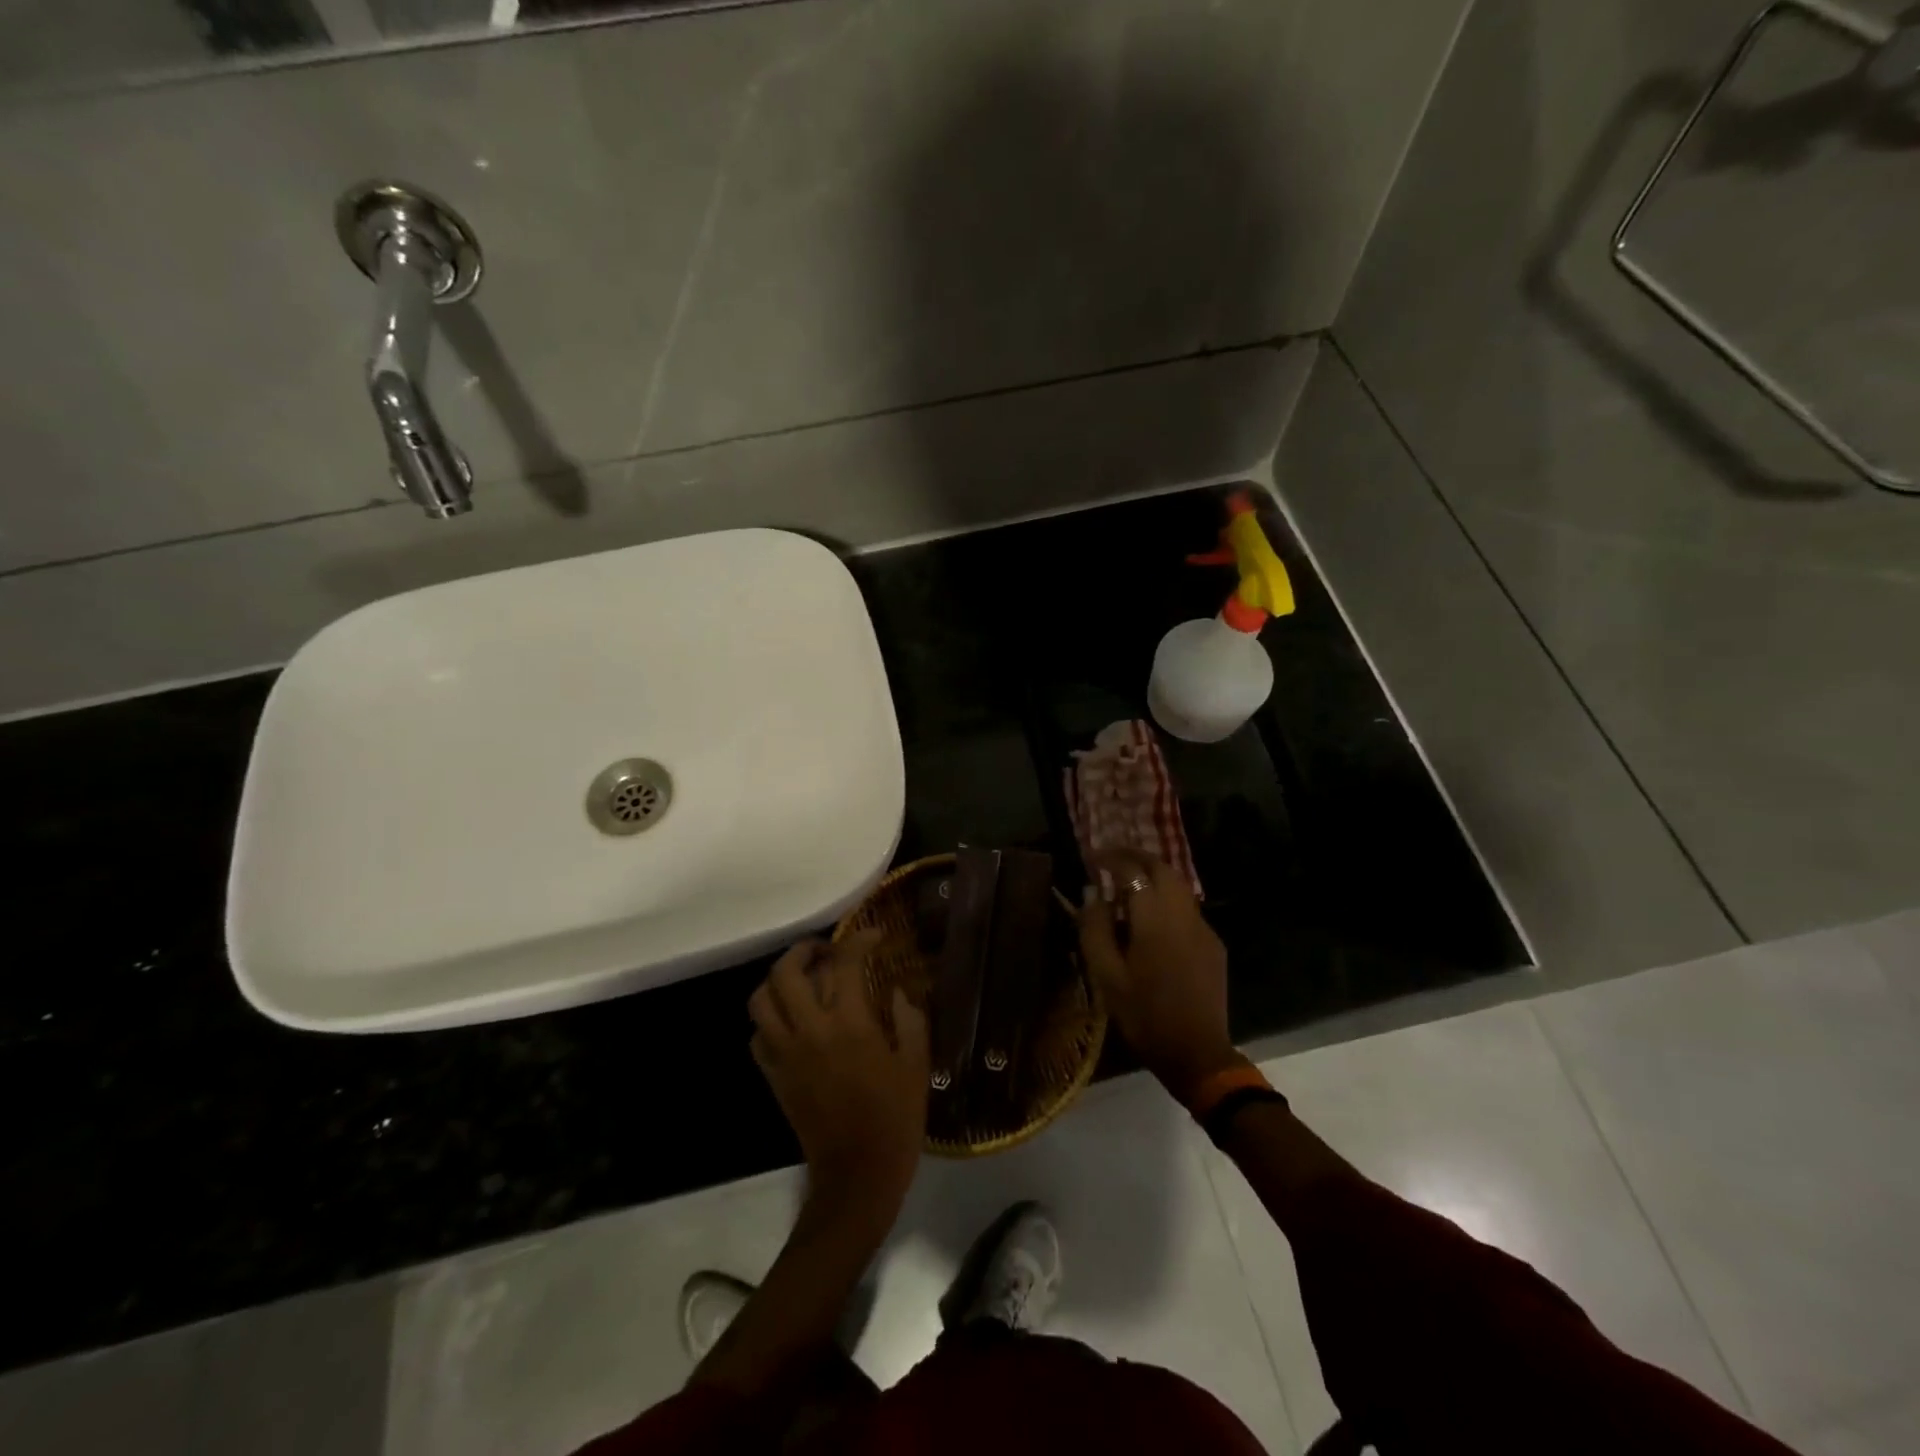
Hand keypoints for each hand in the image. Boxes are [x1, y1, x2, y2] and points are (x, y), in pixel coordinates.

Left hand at [749, 929, 929, 1214]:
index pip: (844, 963)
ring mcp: (785, 1054)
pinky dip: (769, 1019)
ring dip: (778, 980)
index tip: (873, 935)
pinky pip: (758, 1036)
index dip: (858, 940)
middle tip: (826, 951)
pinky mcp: (774, 1077)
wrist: (857, 1177)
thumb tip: (897, 991)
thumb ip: (910, 1020)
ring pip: (761, 1000)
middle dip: (804, 950)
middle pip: (786, 972)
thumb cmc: (896, 1119)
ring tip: (802, 980)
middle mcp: (810, 1031)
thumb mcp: (916, 1065)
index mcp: (850, 1024)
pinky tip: (792, 1021)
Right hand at [1078, 855, 1238, 1104]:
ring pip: (1179, 887)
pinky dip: (1167, 900)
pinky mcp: (1213, 945)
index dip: (1111, 859)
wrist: (1197, 1053)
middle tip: (1111, 860)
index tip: (1091, 858)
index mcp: (1155, 919)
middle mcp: (1183, 914)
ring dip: (1153, 877)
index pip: (1133, 870)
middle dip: (1136, 858)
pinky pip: (1187, 909)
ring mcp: (1203, 929)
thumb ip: (1095, 928)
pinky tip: (1152, 921)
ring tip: (1128, 886)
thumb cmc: (1144, 1015)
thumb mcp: (1106, 975)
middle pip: (1162, 868)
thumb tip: (1091, 893)